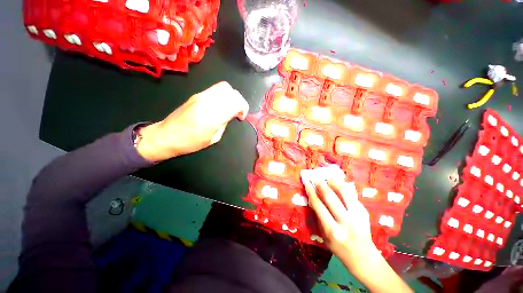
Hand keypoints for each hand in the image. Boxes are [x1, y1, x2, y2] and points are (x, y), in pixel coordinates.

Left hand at [136, 81, 248, 161]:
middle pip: (231, 91)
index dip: (243, 108)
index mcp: (214, 116)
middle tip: (237, 112)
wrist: (167, 136)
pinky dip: (223, 95)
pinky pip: (215, 89)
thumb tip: (230, 115)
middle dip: (239, 101)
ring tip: (229, 107)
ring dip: (231, 96)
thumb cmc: (191, 142)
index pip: (236, 102)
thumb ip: (225, 123)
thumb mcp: (214, 138)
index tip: (240, 117)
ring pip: (223, 87)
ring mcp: (201, 96)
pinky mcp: (196, 94)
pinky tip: (220, 105)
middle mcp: (208, 102)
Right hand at [302, 173, 375, 262]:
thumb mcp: (324, 235)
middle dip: (320, 184)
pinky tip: (337, 183)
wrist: (363, 256)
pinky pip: (351, 195)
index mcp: (333, 230)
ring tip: (327, 178)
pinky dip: (343, 187)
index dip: (311, 192)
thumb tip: (312, 198)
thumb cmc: (338, 247)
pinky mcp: (364, 212)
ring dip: (334, 182)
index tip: (306, 183)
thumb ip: (318, 216)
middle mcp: (346, 222)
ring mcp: (357, 216)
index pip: (318, 206)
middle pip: (330, 197)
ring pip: (344, 193)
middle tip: (315, 177)